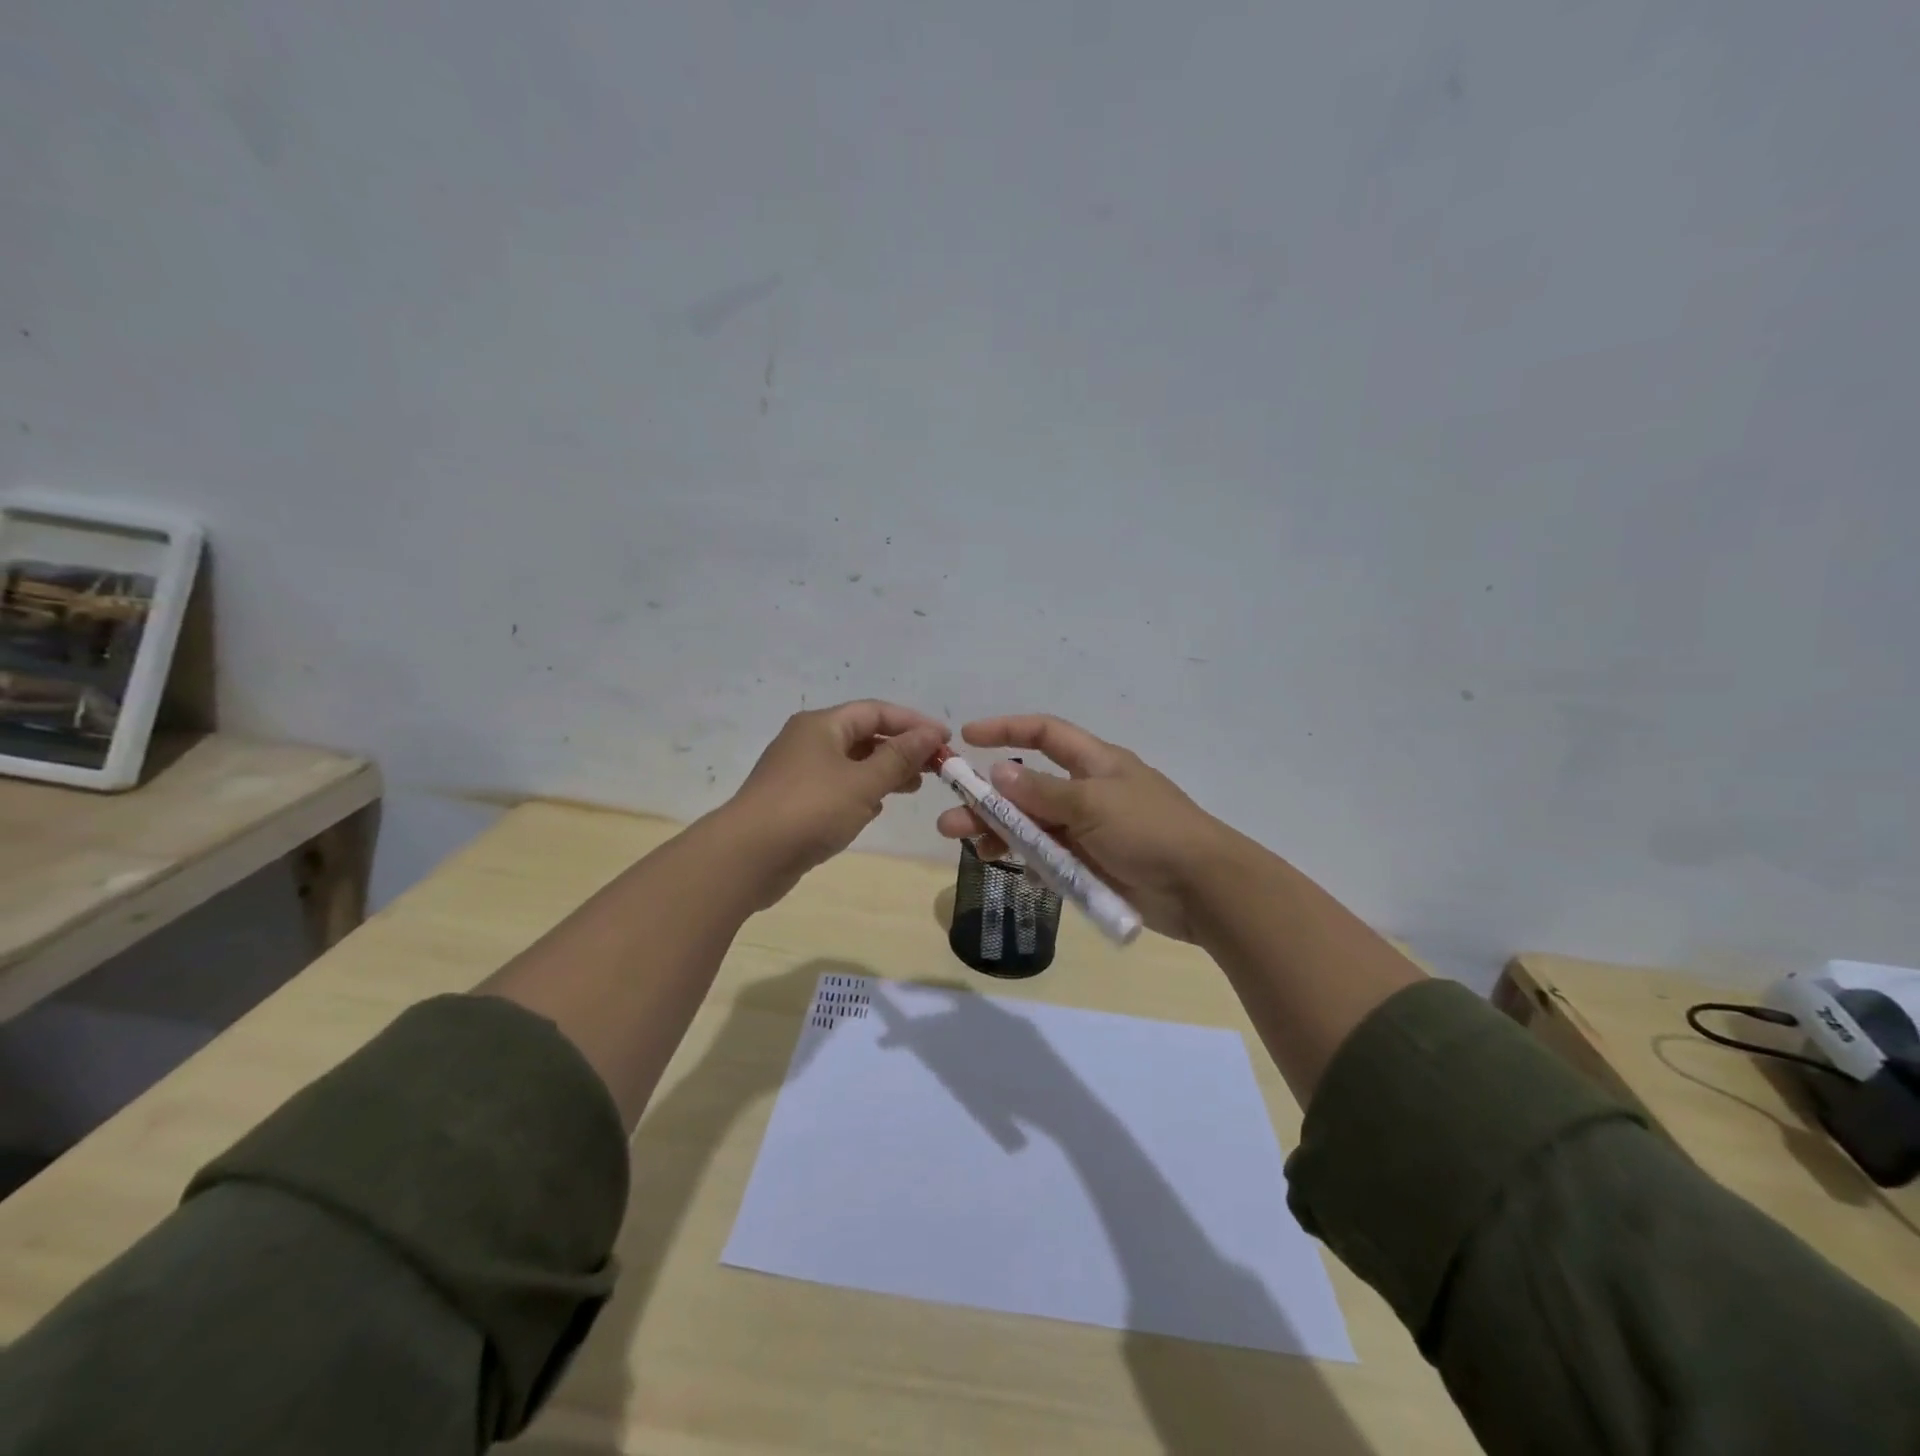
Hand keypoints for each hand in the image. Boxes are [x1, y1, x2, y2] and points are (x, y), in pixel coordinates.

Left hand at [724, 700, 948, 905]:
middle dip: (901, 748)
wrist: (748, 856)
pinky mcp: (795, 800)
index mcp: (822, 725)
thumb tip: (931, 733)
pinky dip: (862, 791)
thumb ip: (900, 757)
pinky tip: (878, 807)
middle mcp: (808, 740)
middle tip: (935, 768)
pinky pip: (838, 786)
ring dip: (884, 771)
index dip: (913, 722)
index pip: (876, 711)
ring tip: (913, 787)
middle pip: (864, 734)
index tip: (945, 740)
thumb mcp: (863, 782)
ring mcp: (799, 771)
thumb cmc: (810, 810)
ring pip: (851, 762)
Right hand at [934, 714, 1241, 941]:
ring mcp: (1090, 831)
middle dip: (988, 799)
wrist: (1203, 889)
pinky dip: (1028, 861)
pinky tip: (1009, 868)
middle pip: (1028, 787)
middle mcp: (1088, 792)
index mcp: (1095, 762)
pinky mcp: (1092, 865)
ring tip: (968, 846)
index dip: (1006, 730)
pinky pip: (1050, 858)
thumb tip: (999, 772)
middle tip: (950, 816)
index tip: (967, 737)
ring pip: (1034, 826)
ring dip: (1000, 832)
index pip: (1044, 733)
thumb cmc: (1150, 831)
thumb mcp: (1093, 803)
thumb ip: (1042, 792)